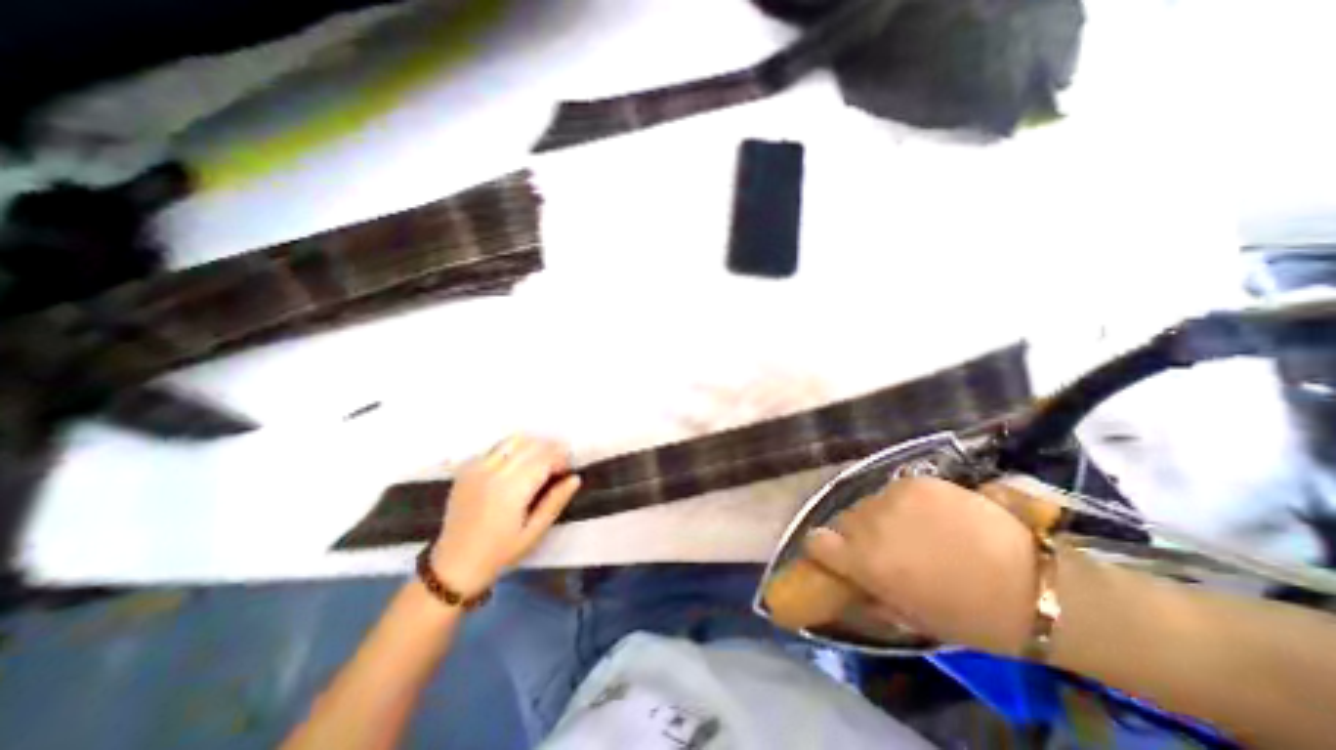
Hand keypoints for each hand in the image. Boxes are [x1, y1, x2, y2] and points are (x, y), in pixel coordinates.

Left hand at [434, 433, 579, 595]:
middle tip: (557, 467)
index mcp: (511, 489)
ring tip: (538, 463)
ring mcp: (476, 468)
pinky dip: (511, 450)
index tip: (567, 471)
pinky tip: (515, 468)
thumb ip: (555, 502)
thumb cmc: (499, 553)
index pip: (544, 458)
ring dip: (531, 446)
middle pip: (531, 445)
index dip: (561, 459)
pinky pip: (495, 448)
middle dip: (550, 450)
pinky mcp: (466, 470)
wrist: (453, 566)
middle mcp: (493, 471)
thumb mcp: (534, 533)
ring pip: (513, 441)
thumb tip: (575, 478)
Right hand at [797, 478, 1036, 654]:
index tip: (837, 556)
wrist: (1036, 583)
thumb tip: (853, 582)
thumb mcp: (914, 618)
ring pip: (867, 503)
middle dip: (856, 535)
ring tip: (911, 531)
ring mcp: (893, 497)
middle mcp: (870, 523)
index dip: (823, 549)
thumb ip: (873, 595)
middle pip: (843, 520)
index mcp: (865, 561)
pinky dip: (902, 503)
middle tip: (884, 549)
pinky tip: (930, 516)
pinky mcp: (917, 480)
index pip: (816, 542)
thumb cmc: (972, 615)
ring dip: (879, 517)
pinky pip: (893, 491)